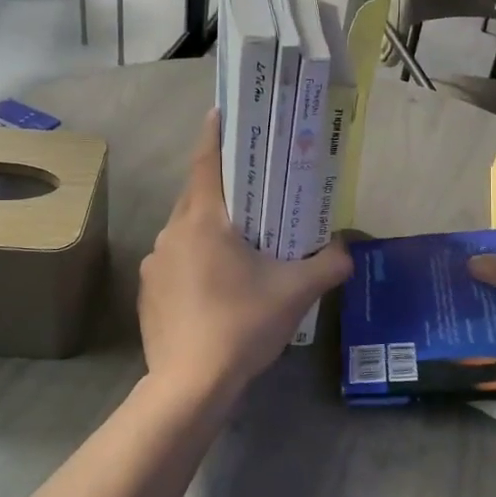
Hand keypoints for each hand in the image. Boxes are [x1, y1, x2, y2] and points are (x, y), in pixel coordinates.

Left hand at [139, 110, 351, 402]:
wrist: (189, 384)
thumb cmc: (242, 324)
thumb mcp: (295, 293)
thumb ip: (327, 265)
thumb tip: (347, 251)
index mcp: (203, 221)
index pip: (206, 163)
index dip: (214, 134)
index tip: (219, 112)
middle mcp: (172, 233)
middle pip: (196, 196)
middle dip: (220, 186)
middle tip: (248, 185)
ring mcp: (154, 264)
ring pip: (184, 232)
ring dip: (208, 228)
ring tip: (238, 242)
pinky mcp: (148, 292)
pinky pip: (174, 263)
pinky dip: (194, 261)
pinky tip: (215, 287)